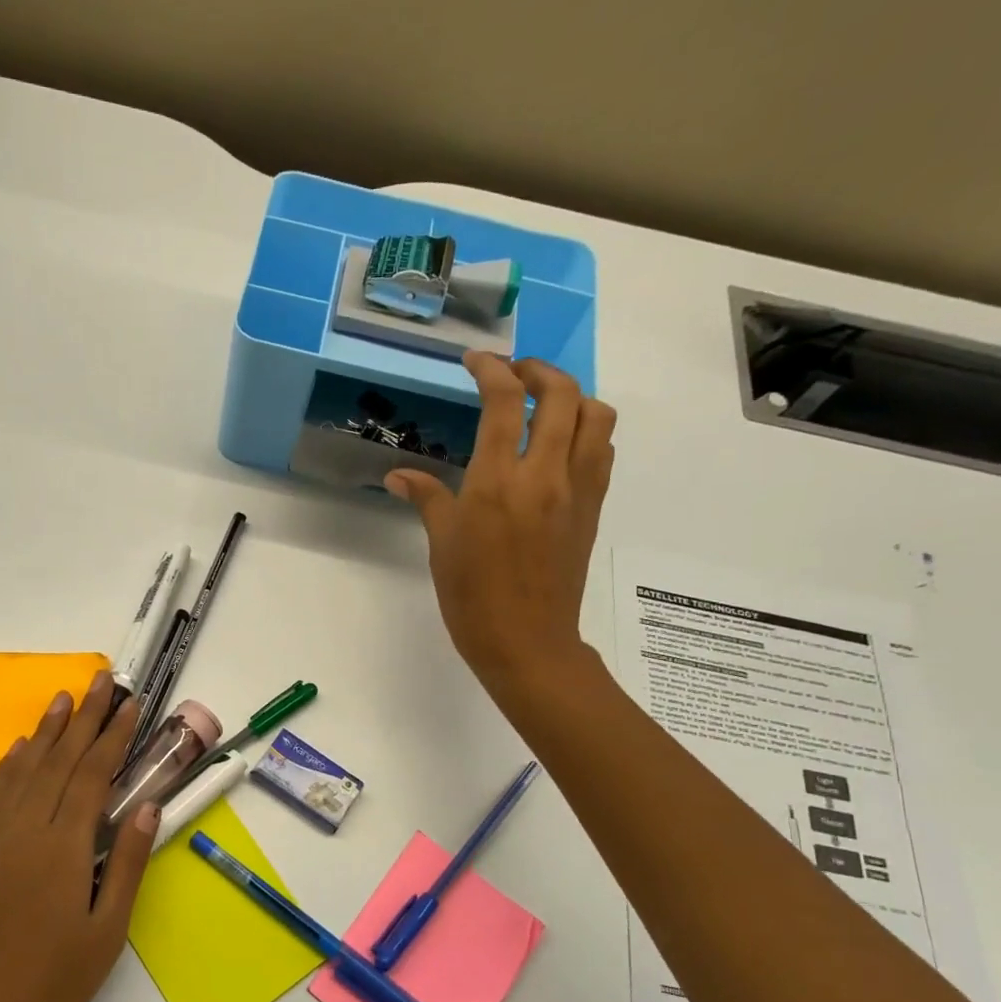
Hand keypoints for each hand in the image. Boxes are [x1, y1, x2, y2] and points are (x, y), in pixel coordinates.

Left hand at [0, 672, 155, 1001]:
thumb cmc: (57, 984)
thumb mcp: (109, 930)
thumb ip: (128, 863)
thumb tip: (146, 807)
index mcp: (63, 850)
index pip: (92, 776)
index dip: (114, 736)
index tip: (130, 703)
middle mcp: (23, 833)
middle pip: (58, 761)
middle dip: (84, 717)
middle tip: (102, 679)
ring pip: (22, 771)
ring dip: (45, 731)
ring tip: (64, 697)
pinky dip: (7, 767)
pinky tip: (20, 748)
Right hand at [385, 353, 615, 701]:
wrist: (526, 641)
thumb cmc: (472, 596)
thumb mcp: (442, 544)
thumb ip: (427, 498)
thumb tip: (398, 476)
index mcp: (497, 482)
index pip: (504, 402)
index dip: (492, 370)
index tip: (477, 360)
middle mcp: (544, 474)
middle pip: (561, 394)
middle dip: (538, 370)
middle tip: (514, 374)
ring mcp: (576, 489)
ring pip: (596, 416)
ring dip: (573, 397)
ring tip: (546, 405)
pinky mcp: (593, 507)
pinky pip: (602, 451)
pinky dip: (587, 431)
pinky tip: (562, 445)